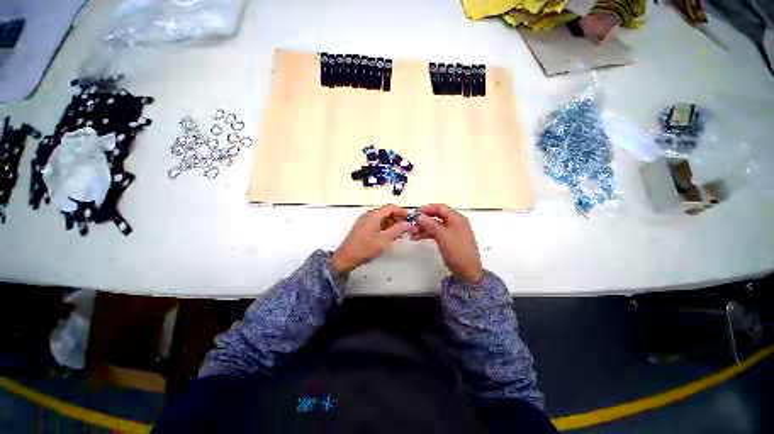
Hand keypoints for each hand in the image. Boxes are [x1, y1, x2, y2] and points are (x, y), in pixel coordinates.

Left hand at [332, 204, 409, 275]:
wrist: (346, 258)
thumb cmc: (365, 248)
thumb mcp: (384, 240)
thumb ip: (397, 230)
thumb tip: (407, 224)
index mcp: (373, 215)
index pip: (390, 207)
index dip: (402, 211)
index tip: (410, 218)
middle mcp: (369, 215)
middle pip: (386, 212)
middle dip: (397, 218)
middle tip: (407, 226)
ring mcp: (365, 221)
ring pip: (382, 218)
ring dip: (392, 223)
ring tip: (401, 231)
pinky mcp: (363, 227)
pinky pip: (377, 223)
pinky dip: (385, 227)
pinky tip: (391, 234)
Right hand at [409, 204, 483, 283]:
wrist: (467, 272)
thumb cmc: (458, 252)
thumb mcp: (443, 236)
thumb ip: (430, 224)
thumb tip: (419, 216)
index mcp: (457, 218)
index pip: (440, 208)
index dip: (427, 209)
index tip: (415, 213)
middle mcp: (455, 223)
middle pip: (436, 216)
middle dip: (423, 220)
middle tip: (412, 224)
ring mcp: (451, 232)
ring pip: (434, 225)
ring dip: (423, 227)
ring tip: (412, 233)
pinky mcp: (448, 240)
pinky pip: (436, 233)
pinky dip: (427, 234)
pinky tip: (417, 237)